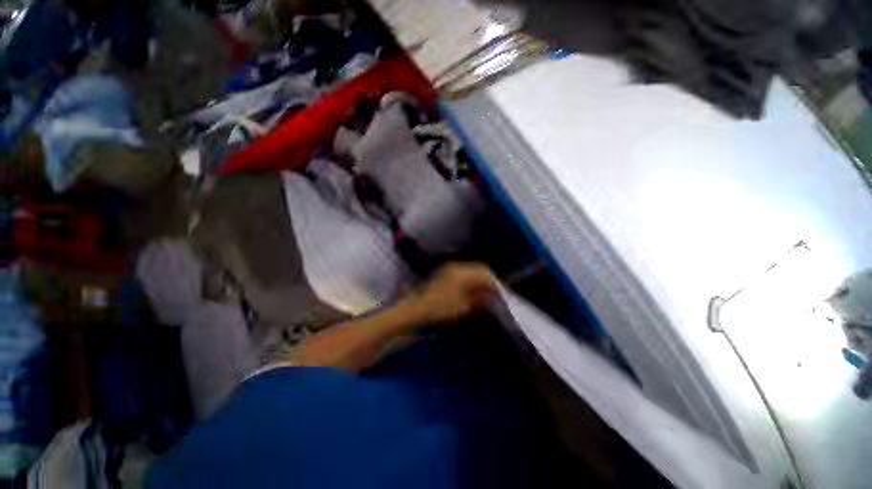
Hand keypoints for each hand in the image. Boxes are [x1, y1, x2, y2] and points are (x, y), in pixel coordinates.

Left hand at [405, 262, 495, 323]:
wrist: (416, 309)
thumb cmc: (440, 308)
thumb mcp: (463, 306)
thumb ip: (479, 299)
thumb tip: (490, 297)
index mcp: (462, 273)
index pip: (484, 273)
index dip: (495, 283)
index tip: (502, 293)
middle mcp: (456, 268)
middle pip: (478, 269)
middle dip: (488, 281)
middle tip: (495, 293)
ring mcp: (449, 271)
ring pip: (471, 272)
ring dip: (480, 281)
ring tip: (486, 294)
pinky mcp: (444, 276)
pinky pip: (463, 275)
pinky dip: (471, 282)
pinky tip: (473, 292)